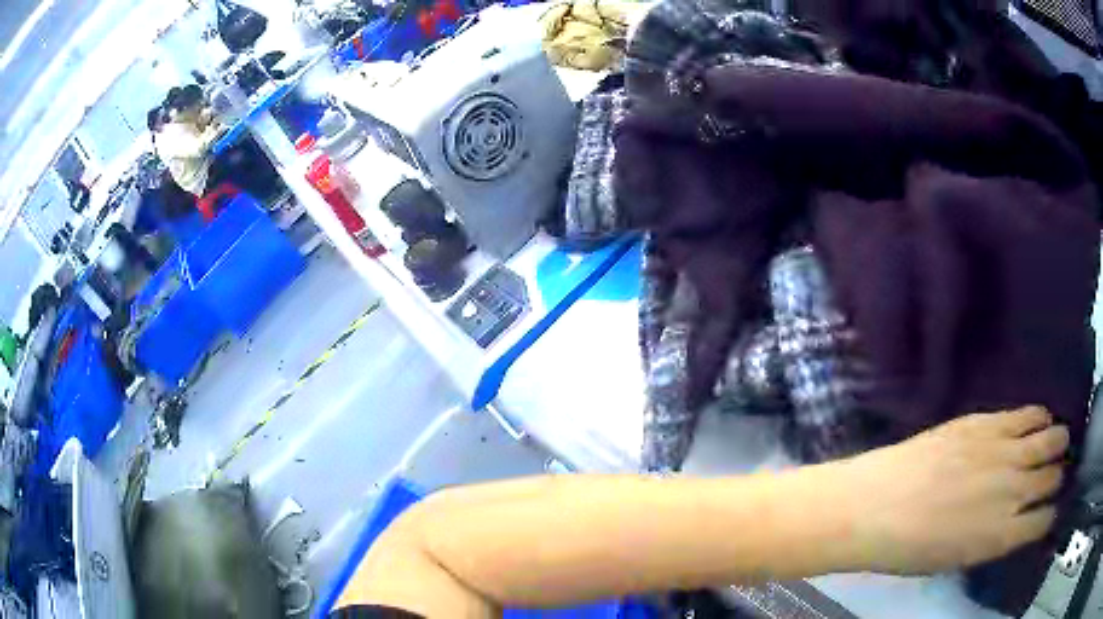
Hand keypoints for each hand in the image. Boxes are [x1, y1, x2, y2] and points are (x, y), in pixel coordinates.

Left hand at [840, 407, 1067, 573]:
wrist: (873, 507)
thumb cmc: (908, 548)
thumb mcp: (956, 559)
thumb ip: (992, 539)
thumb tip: (1014, 522)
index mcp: (1001, 536)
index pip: (1043, 522)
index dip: (1049, 516)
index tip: (1049, 512)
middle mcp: (1012, 492)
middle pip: (1052, 478)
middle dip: (1057, 476)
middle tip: (1056, 473)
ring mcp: (1003, 453)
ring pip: (1049, 440)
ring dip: (1058, 442)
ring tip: (1059, 442)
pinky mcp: (988, 423)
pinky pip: (1027, 414)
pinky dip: (1040, 417)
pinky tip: (1042, 418)